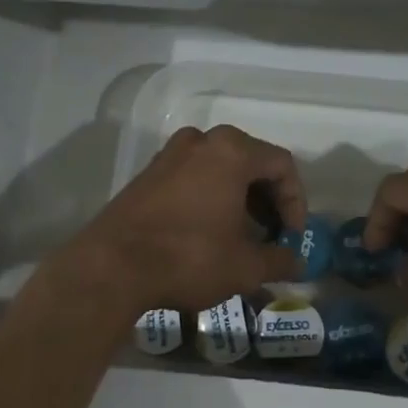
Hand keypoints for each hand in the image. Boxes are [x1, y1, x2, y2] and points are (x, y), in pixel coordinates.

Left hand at [57, 125, 305, 316]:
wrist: (111, 267)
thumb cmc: (188, 258)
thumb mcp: (245, 267)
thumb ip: (279, 261)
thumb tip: (297, 265)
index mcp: (232, 151)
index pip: (282, 165)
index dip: (296, 202)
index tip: (292, 236)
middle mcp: (202, 141)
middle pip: (251, 161)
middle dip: (268, 199)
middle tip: (272, 234)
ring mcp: (170, 154)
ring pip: (221, 168)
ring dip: (240, 198)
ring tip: (242, 235)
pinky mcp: (148, 173)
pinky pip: (194, 176)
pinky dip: (211, 196)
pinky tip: (209, 231)